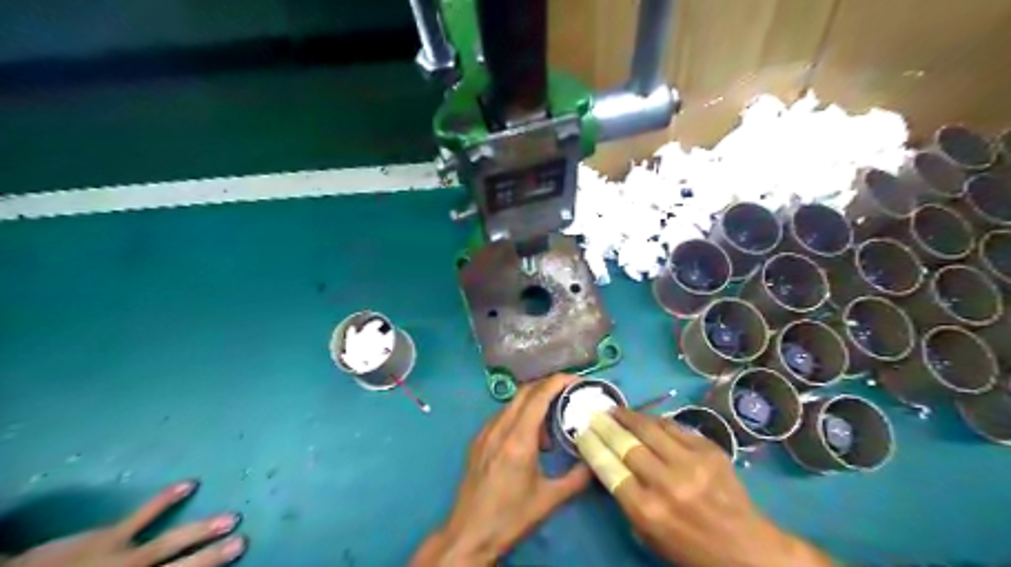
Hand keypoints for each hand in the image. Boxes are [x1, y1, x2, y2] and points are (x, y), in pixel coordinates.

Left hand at [4, 479, 246, 565]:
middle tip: (242, 540)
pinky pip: (140, 516)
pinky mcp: (106, 537)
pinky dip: (164, 500)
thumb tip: (169, 562)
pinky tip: (188, 484)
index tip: (235, 555)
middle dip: (210, 557)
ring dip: (200, 531)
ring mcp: (120, 556)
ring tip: (231, 517)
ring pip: (168, 543)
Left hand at [412, 374, 593, 564]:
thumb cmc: (510, 517)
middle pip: (524, 392)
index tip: (577, 380)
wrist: (469, 534)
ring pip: (512, 404)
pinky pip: (502, 417)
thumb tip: (596, 461)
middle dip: (548, 386)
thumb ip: (577, 477)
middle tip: (569, 394)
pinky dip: (519, 416)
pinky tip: (529, 438)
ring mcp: (485, 433)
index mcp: (518, 439)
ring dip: (534, 404)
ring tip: (552, 426)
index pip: (539, 396)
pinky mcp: (477, 441)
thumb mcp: (549, 500)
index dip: (558, 382)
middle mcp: (499, 428)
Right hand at [580, 410, 833, 566]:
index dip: (591, 445)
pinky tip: (646, 418)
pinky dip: (655, 420)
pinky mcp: (709, 450)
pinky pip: (674, 426)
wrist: (748, 549)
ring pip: (648, 427)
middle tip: (594, 414)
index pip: (607, 467)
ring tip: (615, 409)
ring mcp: (690, 463)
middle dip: (605, 425)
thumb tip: (609, 466)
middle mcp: (665, 483)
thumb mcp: (649, 536)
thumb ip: (626, 501)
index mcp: (646, 510)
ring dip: (627, 415)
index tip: (581, 432)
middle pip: (625, 443)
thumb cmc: (691, 550)